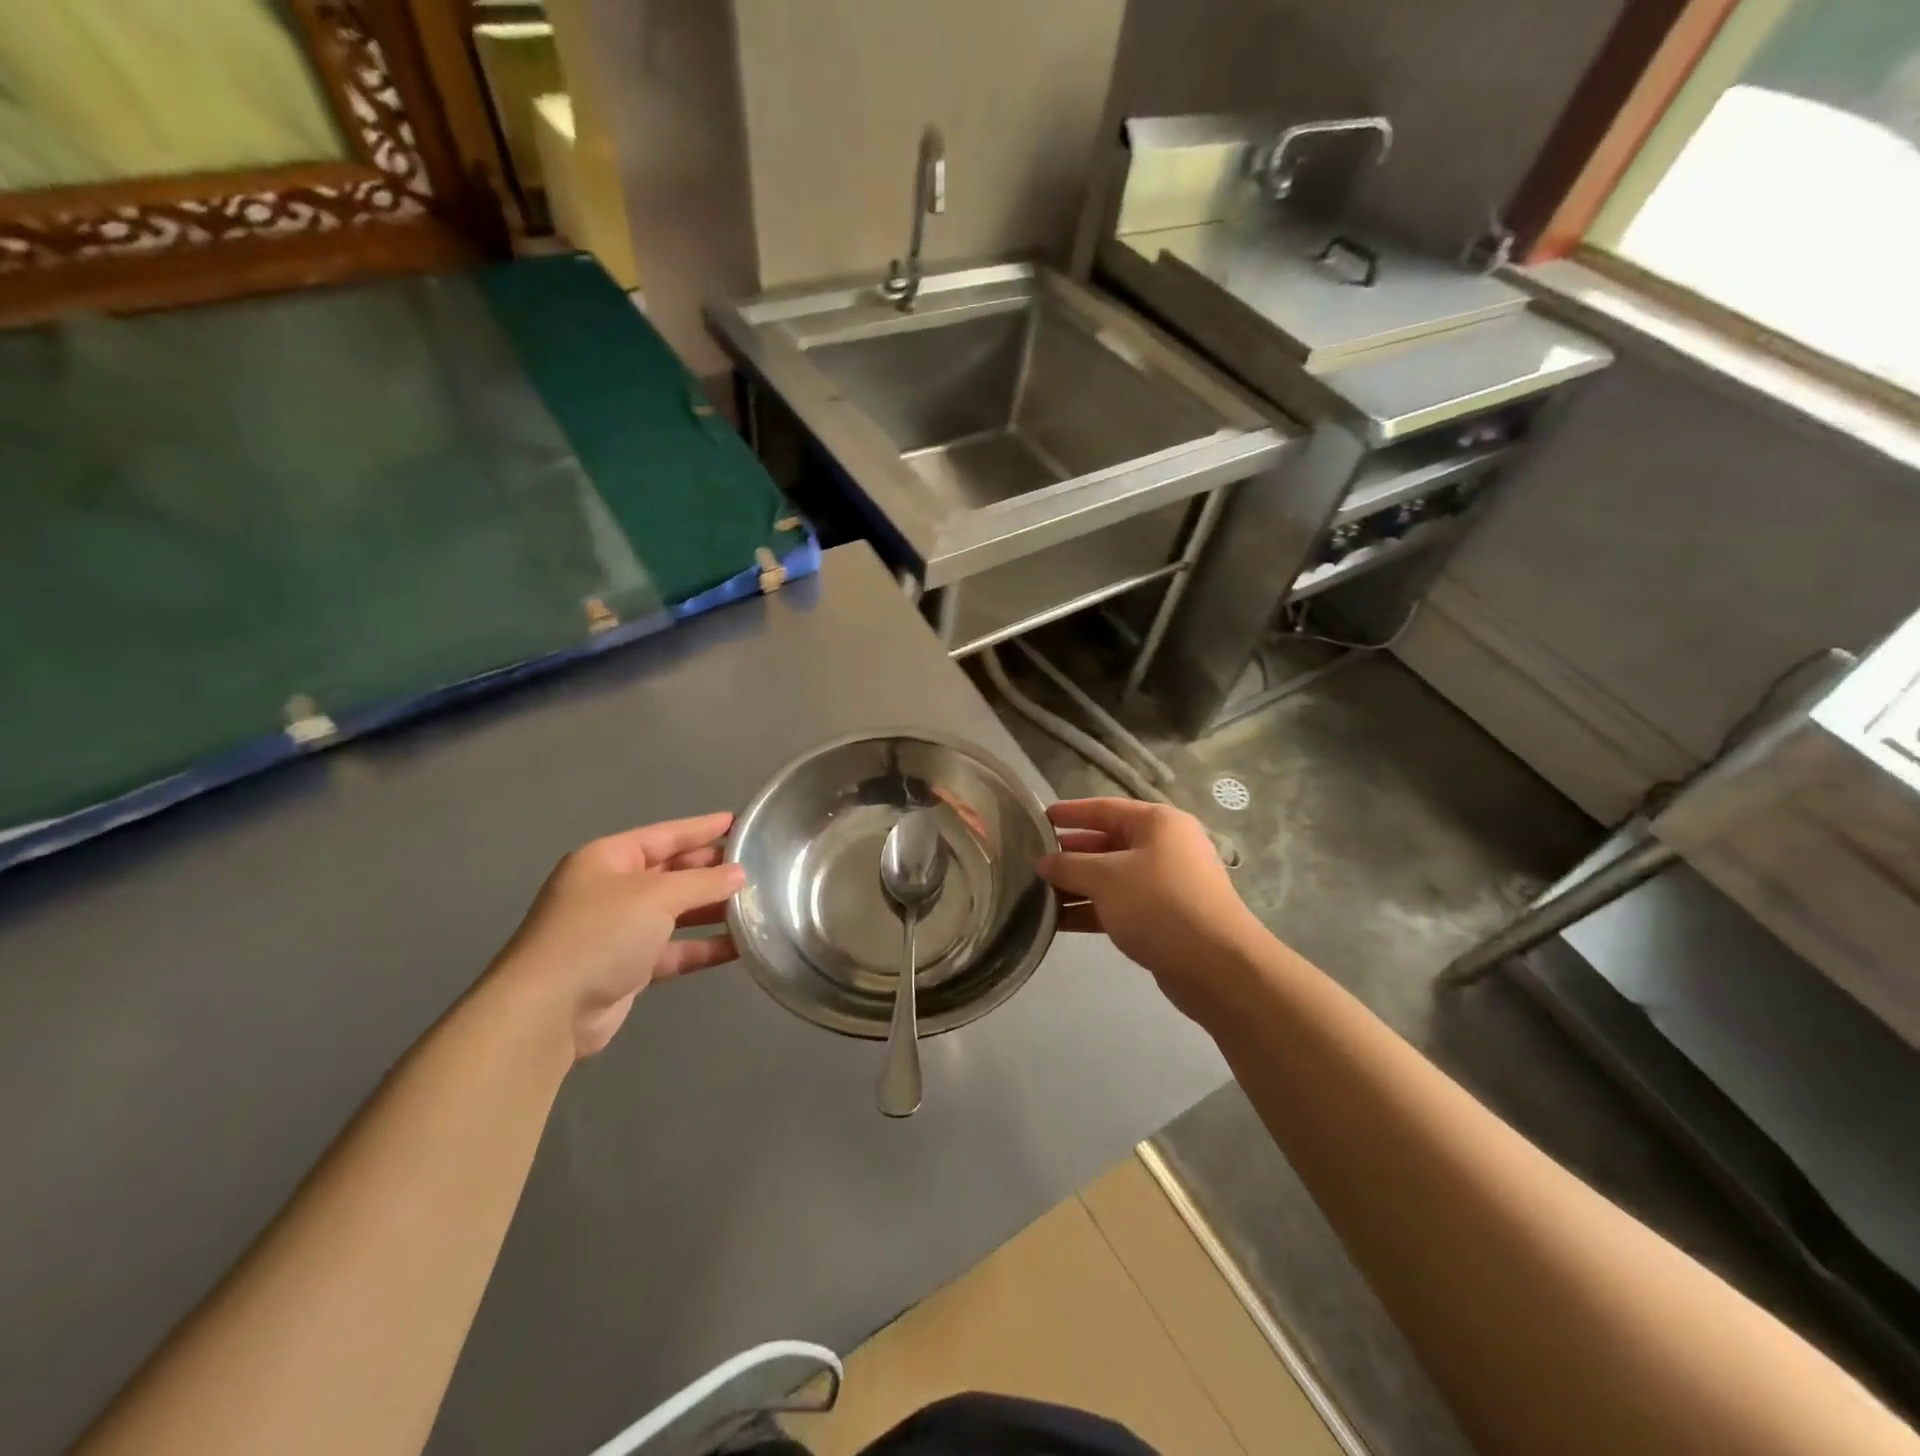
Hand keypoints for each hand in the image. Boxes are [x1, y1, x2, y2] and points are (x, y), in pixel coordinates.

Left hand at [489, 813, 745, 1058]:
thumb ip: (703, 882)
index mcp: (608, 860)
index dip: (702, 828)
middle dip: (711, 870)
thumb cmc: (600, 933)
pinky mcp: (628, 968)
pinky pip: (675, 949)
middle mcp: (612, 890)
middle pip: (671, 872)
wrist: (550, 1010)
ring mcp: (619, 931)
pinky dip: (703, 946)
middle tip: (756, 865)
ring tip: (756, 903)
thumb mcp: (656, 896)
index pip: (664, 835)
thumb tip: (740, 874)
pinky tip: (740, 946)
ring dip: (712, 910)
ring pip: (676, 913)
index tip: (740, 822)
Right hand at [1037, 798, 1265, 1021]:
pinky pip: (1120, 904)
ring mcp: (1166, 883)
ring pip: (1112, 877)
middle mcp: (1165, 846)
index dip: (1071, 812)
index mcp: (1157, 823)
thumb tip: (1043, 862)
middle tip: (1032, 860)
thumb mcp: (1106, 878)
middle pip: (1107, 843)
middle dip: (1070, 854)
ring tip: (1037, 893)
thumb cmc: (1158, 904)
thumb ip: (1069, 866)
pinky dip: (1092, 909)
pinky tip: (1059, 921)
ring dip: (1077, 885)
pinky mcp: (1164, 917)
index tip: (1040, 817)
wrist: (1216, 966)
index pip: (1104, 808)